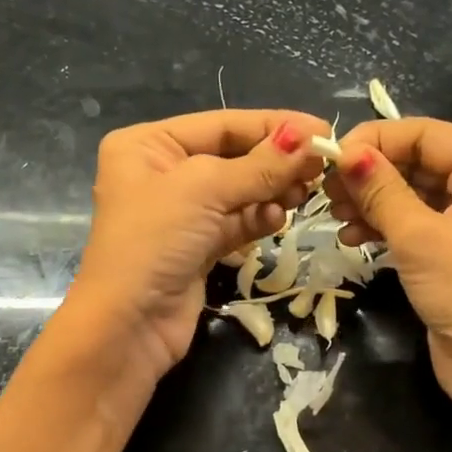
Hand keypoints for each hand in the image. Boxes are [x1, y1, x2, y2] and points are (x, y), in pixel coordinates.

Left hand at [68, 109, 331, 379]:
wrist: (128, 326)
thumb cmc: (154, 241)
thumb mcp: (205, 190)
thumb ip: (260, 165)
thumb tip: (309, 136)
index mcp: (148, 145)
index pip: (222, 125)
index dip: (273, 126)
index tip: (323, 129)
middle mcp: (162, 173)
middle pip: (233, 156)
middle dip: (275, 162)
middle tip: (319, 167)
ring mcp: (181, 213)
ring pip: (240, 191)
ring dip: (272, 191)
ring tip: (302, 195)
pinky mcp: (198, 247)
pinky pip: (237, 222)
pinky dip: (259, 219)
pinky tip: (277, 220)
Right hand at [327, 117, 451, 412]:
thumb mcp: (419, 236)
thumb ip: (380, 189)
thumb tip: (343, 151)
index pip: (424, 133)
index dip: (373, 142)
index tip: (327, 158)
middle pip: (417, 159)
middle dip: (369, 175)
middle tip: (324, 191)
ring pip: (411, 190)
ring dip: (370, 201)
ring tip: (334, 216)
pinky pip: (414, 219)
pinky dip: (383, 224)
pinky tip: (351, 237)